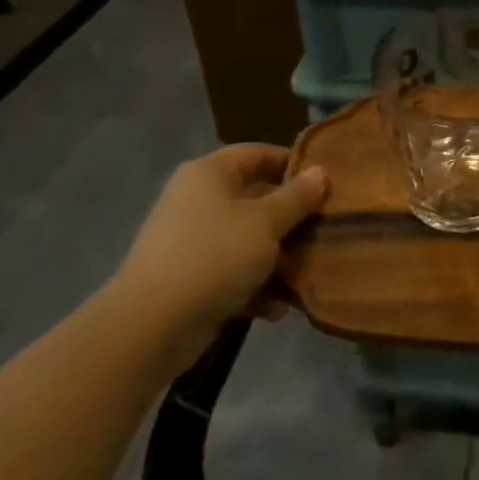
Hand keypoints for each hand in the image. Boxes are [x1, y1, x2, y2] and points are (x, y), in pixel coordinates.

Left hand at [113, 144, 326, 329]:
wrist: (152, 325)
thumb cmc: (215, 256)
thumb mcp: (266, 222)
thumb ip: (296, 197)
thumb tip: (320, 172)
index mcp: (209, 174)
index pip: (257, 154)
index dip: (292, 163)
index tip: (326, 181)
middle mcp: (198, 201)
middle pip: (255, 198)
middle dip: (291, 217)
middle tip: (326, 228)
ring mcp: (192, 241)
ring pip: (247, 240)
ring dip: (278, 257)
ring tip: (308, 272)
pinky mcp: (191, 279)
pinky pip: (232, 274)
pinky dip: (255, 287)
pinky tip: (278, 308)